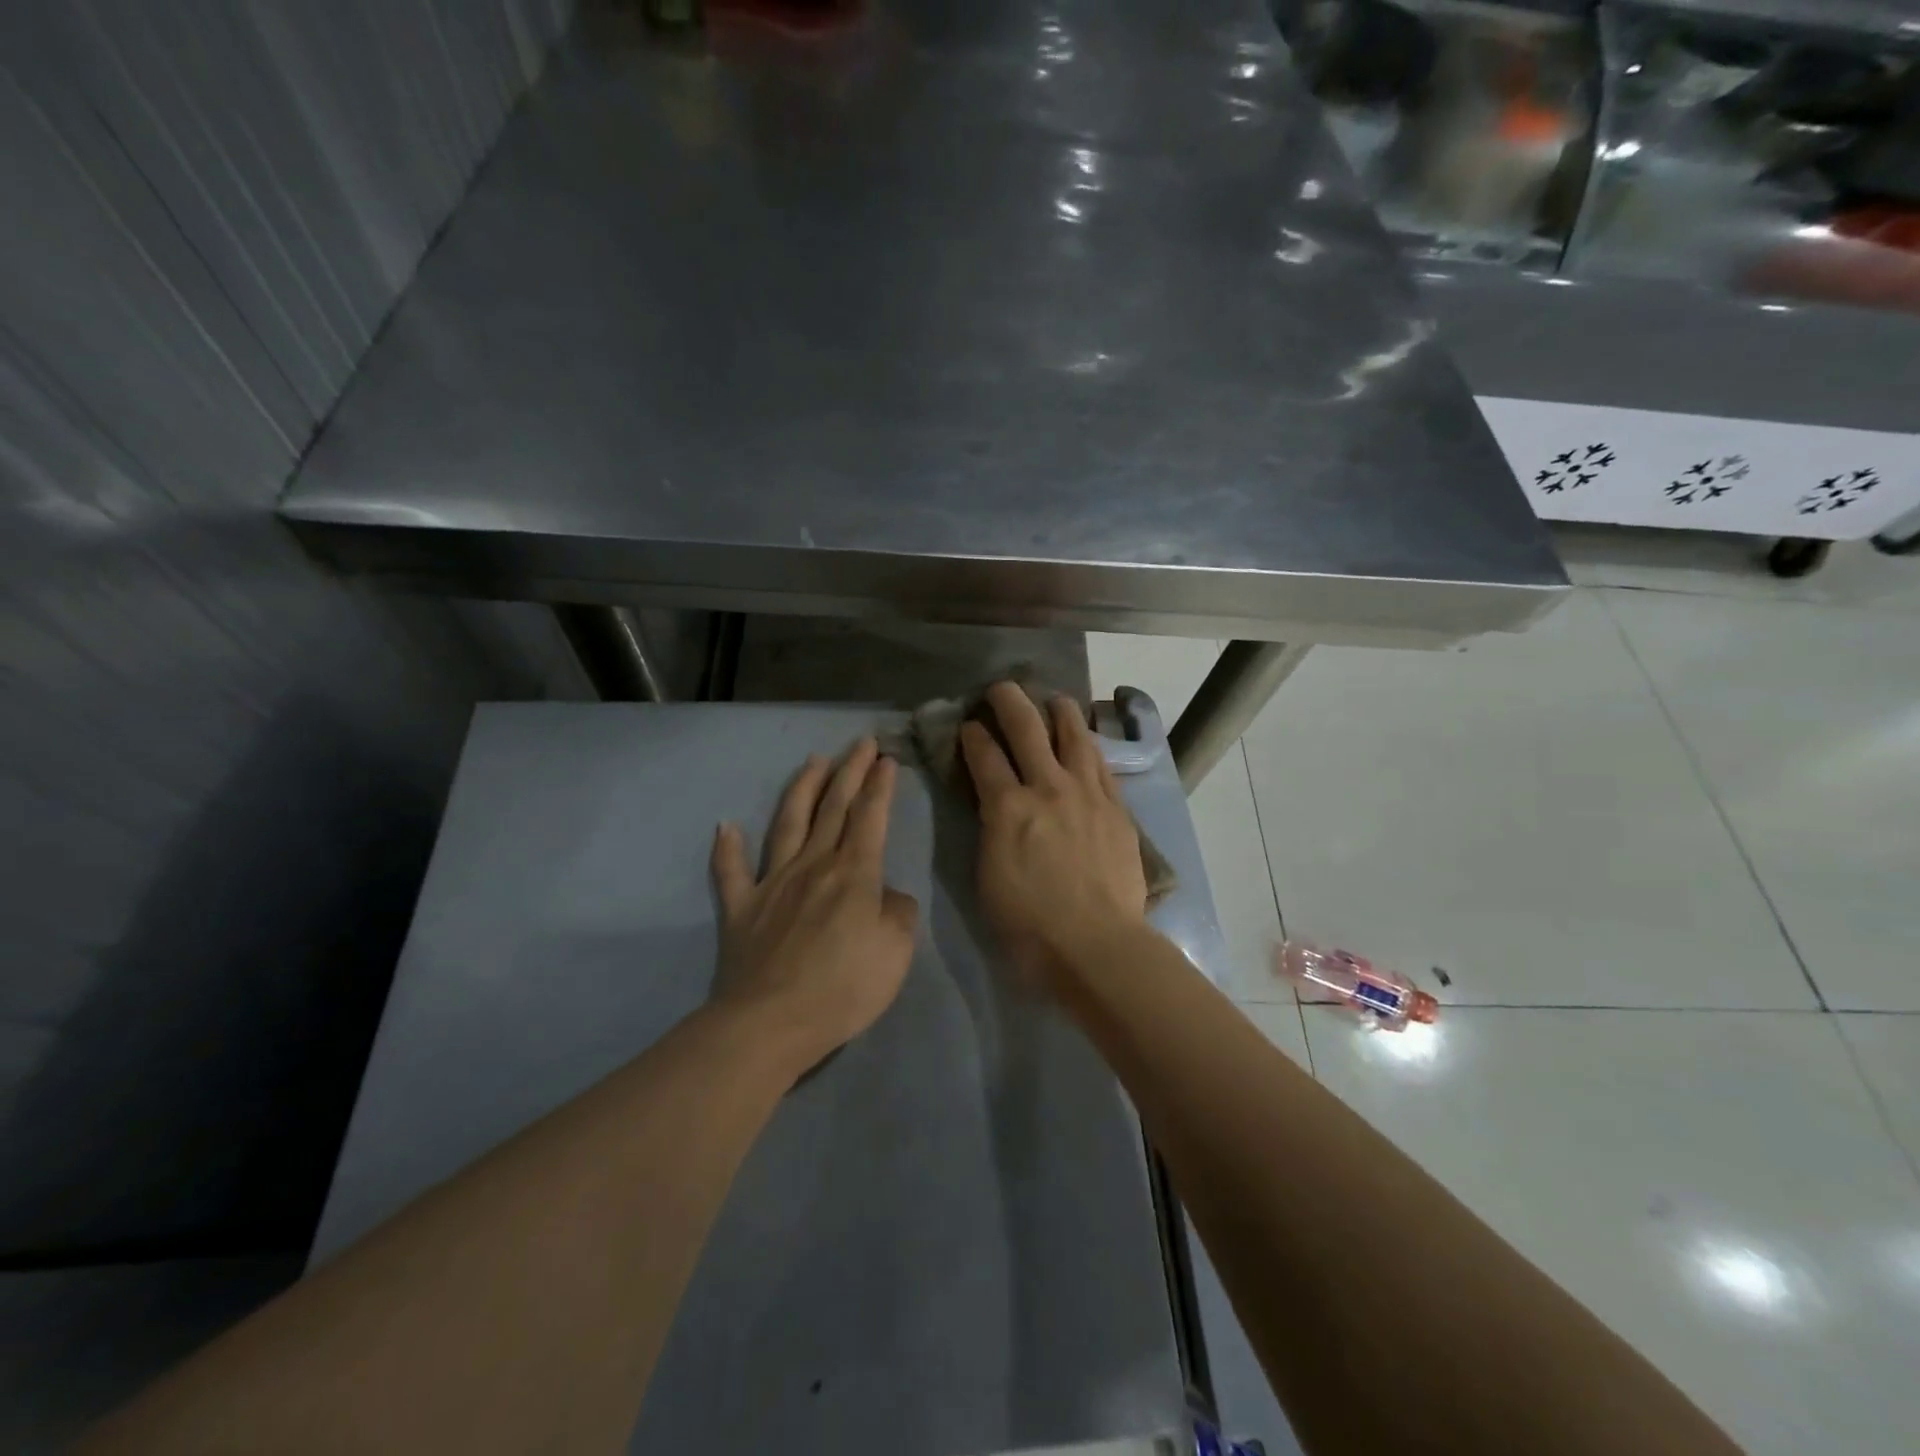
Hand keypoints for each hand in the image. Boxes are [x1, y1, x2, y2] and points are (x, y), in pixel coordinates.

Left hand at [710, 738, 919, 1073]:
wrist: (772, 1022)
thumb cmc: (844, 987)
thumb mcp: (896, 952)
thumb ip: (898, 913)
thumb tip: (886, 894)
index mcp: (854, 873)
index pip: (870, 817)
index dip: (880, 785)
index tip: (887, 758)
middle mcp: (813, 865)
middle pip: (833, 808)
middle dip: (850, 771)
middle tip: (861, 742)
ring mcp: (773, 883)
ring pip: (789, 824)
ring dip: (802, 789)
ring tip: (812, 762)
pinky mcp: (742, 909)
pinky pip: (731, 872)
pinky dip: (727, 848)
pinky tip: (725, 825)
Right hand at [960, 683, 1148, 993]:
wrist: (1096, 943)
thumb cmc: (1029, 923)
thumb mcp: (988, 875)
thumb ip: (990, 829)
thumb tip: (994, 805)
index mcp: (1008, 807)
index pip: (983, 755)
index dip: (972, 735)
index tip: (968, 725)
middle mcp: (1048, 787)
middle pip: (1027, 728)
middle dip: (1009, 702)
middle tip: (1001, 689)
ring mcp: (1087, 793)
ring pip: (1073, 736)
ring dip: (1060, 711)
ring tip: (1054, 700)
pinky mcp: (1115, 807)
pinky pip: (1100, 764)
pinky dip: (1089, 745)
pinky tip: (1086, 740)